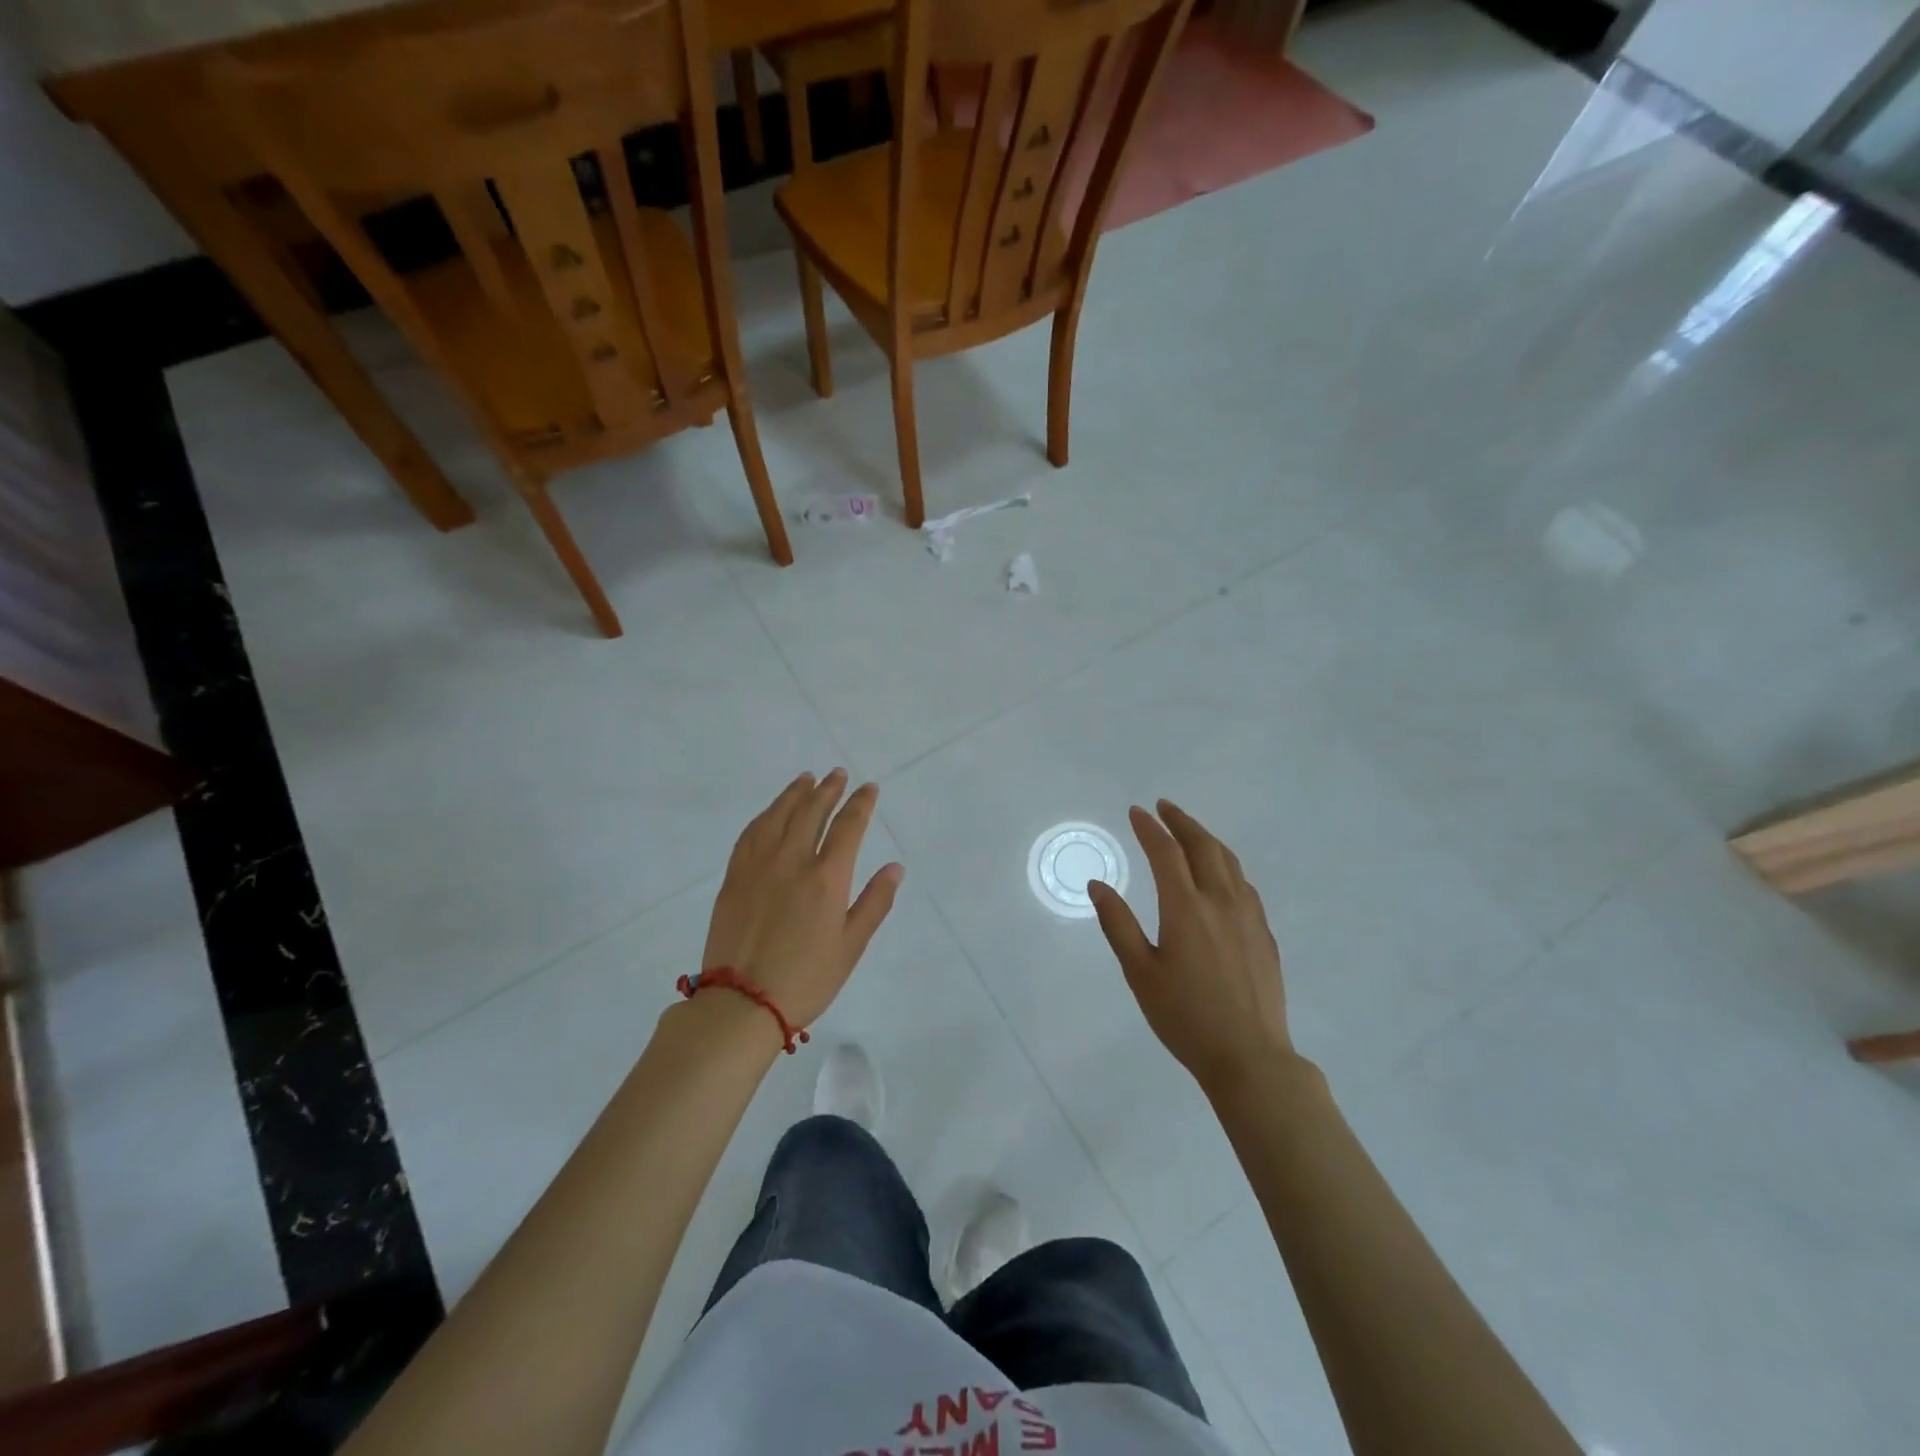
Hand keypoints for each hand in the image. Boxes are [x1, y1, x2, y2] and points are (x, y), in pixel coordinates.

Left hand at [702, 770, 903, 1029]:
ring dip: (795, 793)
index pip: (848, 826)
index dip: (860, 803)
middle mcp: (792, 861)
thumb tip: (894, 867)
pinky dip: (765, 815)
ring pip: (778, 815)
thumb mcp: (851, 946)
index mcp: (827, 878)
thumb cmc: (805, 979)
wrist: (741, 1003)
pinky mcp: (734, 876)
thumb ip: (874, 903)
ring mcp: (758, 866)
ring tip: (806, 779)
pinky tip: (771, 811)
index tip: (868, 788)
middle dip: (828, 789)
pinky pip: (751, 833)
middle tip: (837, 774)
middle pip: (812, 811)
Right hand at [1088, 800, 1290, 1095]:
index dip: (1149, 828)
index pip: (1165, 852)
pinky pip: (1244, 883)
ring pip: (1229, 861)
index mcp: (1186, 908)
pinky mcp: (1264, 933)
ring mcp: (1248, 916)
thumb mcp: (1140, 973)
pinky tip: (1219, 874)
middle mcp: (1220, 901)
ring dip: (1206, 838)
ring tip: (1189, 831)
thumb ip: (1117, 924)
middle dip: (1181, 821)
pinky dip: (1225, 864)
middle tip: (1164, 807)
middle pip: (1203, 846)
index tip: (1136, 812)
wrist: (1250, 1057)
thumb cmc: (1185, 1017)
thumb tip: (1097, 885)